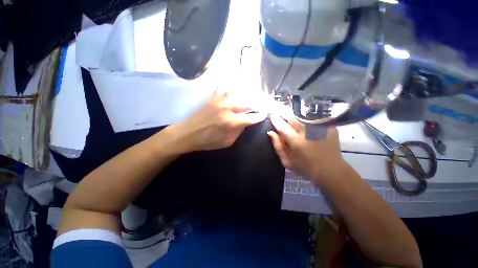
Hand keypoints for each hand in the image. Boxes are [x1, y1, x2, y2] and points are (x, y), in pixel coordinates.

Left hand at [172, 90, 266, 152]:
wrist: (188, 133)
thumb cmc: (208, 141)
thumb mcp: (226, 142)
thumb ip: (238, 131)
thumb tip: (246, 122)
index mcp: (230, 122)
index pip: (250, 118)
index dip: (259, 117)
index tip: (265, 115)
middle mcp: (226, 108)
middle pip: (247, 103)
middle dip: (257, 104)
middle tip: (262, 106)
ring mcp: (219, 100)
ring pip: (238, 93)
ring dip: (248, 95)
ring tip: (253, 98)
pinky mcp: (213, 97)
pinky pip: (226, 90)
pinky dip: (234, 90)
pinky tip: (239, 91)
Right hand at [267, 114, 348, 187]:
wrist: (331, 171)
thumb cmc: (305, 168)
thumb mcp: (287, 161)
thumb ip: (277, 146)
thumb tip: (271, 132)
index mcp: (296, 142)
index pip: (282, 127)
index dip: (276, 120)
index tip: (272, 116)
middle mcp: (308, 133)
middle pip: (293, 119)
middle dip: (284, 115)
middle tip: (279, 113)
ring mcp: (320, 129)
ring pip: (303, 116)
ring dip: (295, 115)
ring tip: (290, 116)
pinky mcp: (329, 127)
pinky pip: (315, 118)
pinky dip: (308, 117)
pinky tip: (305, 119)